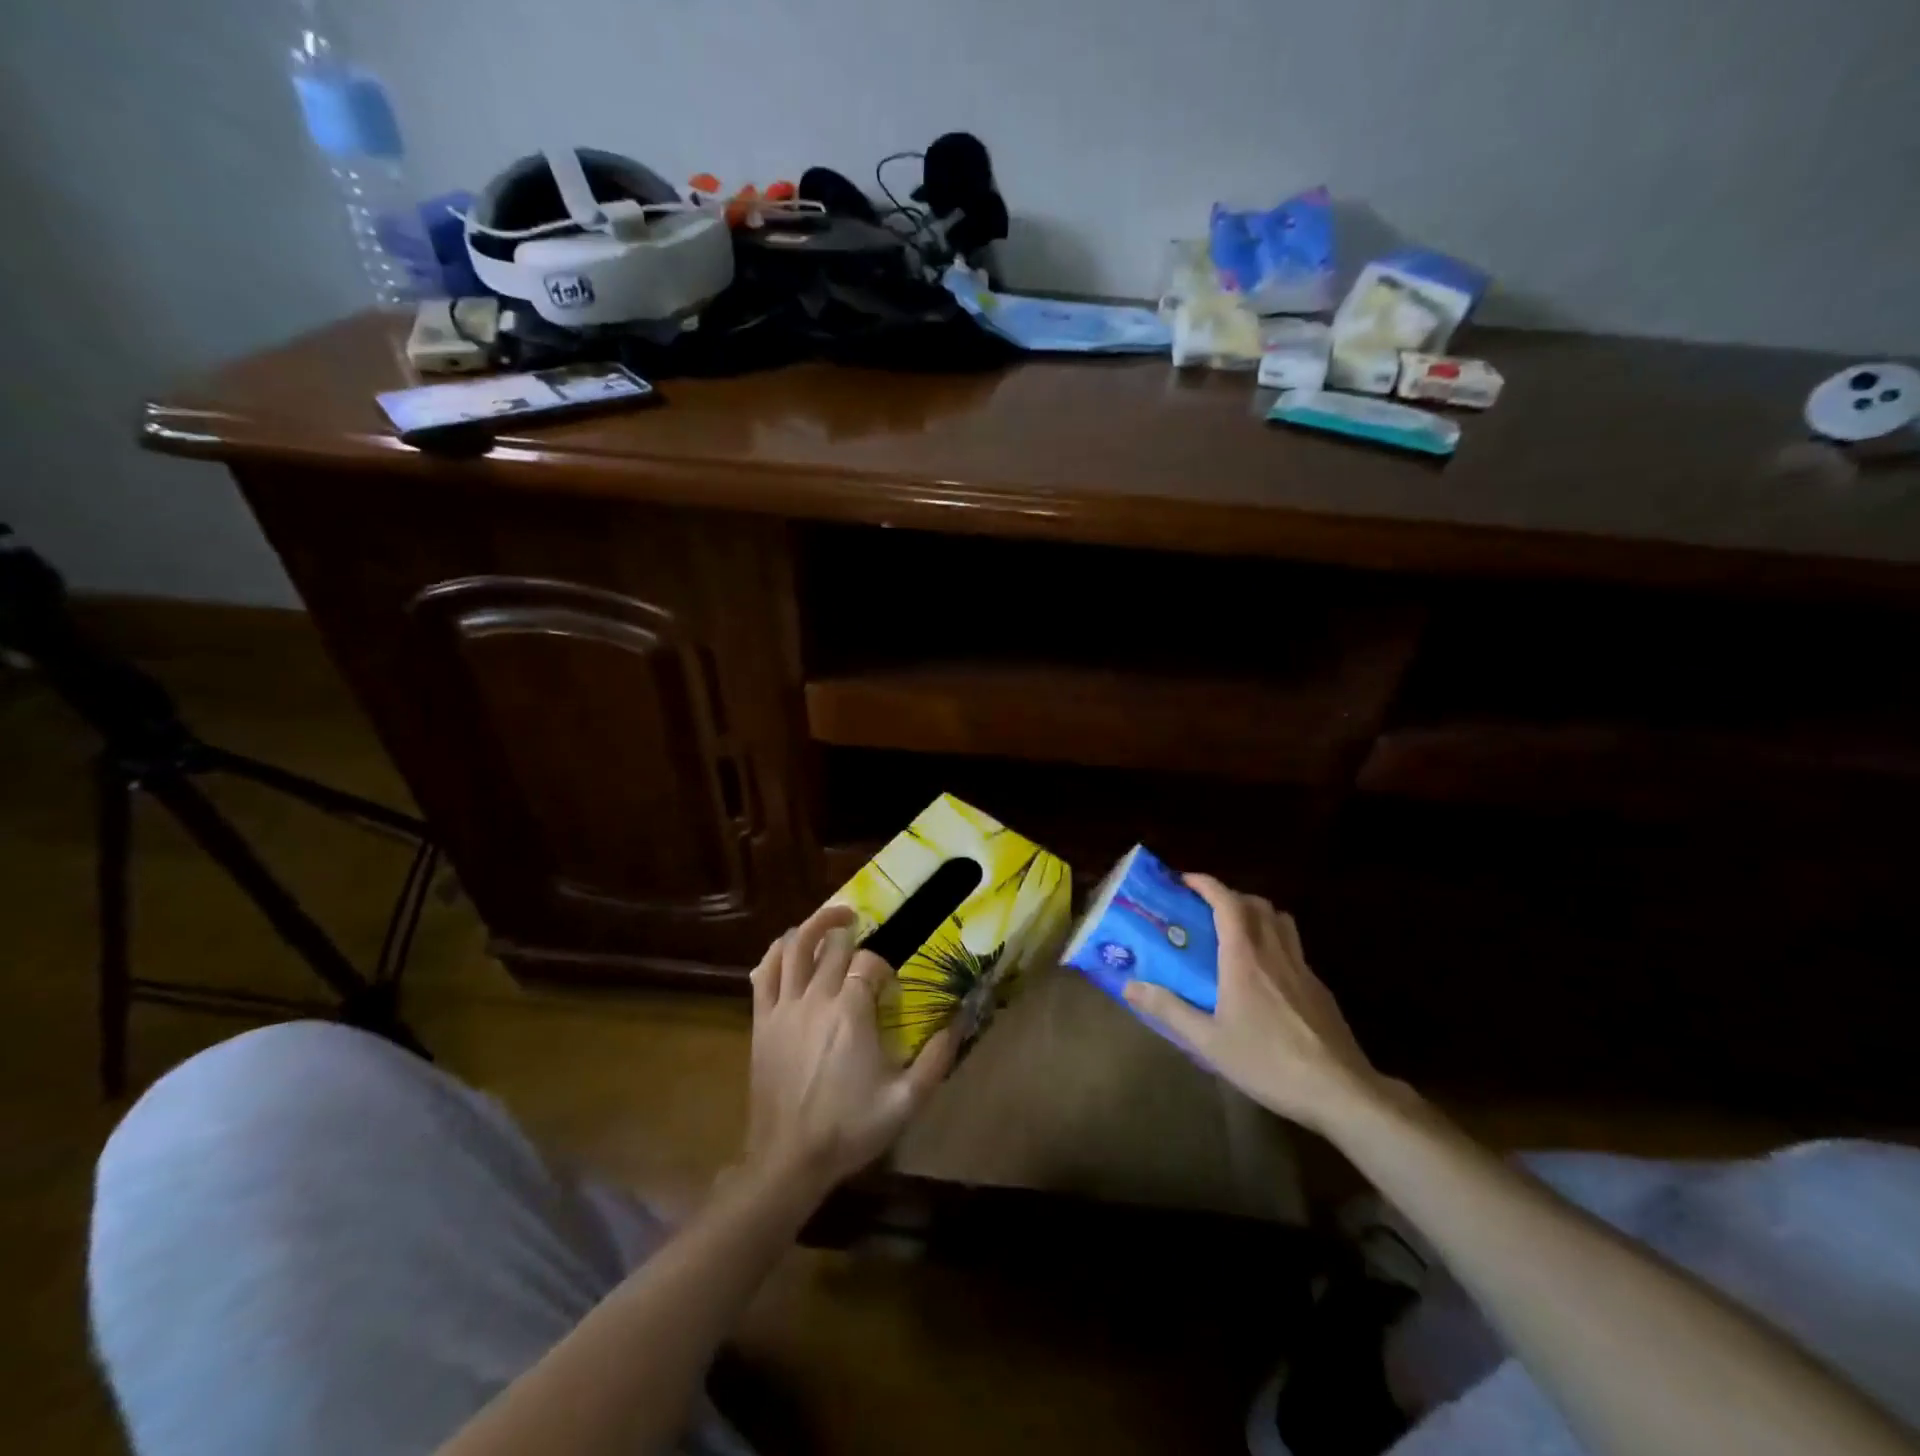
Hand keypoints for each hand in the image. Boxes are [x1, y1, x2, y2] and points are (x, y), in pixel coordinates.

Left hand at [745, 904, 958, 1196]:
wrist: (789, 1160)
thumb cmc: (850, 1128)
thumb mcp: (905, 1101)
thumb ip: (936, 1059)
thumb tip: (960, 1021)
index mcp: (851, 1012)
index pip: (869, 962)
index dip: (883, 965)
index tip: (890, 982)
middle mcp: (816, 998)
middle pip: (832, 946)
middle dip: (850, 932)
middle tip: (863, 927)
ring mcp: (784, 1007)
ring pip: (793, 948)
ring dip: (813, 926)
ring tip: (831, 919)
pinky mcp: (762, 1020)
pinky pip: (764, 973)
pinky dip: (776, 952)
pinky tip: (789, 948)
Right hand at [1123, 874, 1381, 1134]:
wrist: (1341, 1091)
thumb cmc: (1269, 1062)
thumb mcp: (1209, 1042)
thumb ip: (1169, 1010)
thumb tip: (1129, 985)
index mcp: (1245, 958)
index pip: (1227, 902)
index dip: (1206, 884)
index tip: (1185, 880)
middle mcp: (1274, 952)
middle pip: (1257, 904)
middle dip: (1230, 896)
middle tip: (1207, 909)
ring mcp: (1303, 969)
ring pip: (1281, 921)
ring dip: (1257, 914)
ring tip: (1237, 932)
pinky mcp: (1320, 989)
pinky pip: (1294, 948)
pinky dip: (1275, 942)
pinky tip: (1266, 974)